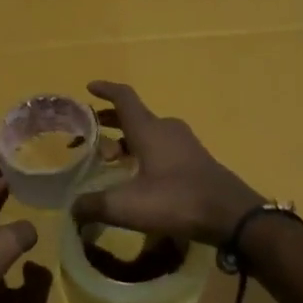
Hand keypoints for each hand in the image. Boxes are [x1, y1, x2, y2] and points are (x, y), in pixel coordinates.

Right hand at [71, 81, 262, 245]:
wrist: (231, 215)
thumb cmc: (176, 200)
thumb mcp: (127, 206)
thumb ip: (94, 206)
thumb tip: (72, 210)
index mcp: (149, 129)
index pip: (124, 98)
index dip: (105, 90)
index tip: (89, 88)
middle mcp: (166, 129)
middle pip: (134, 116)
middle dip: (110, 122)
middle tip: (89, 134)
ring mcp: (185, 144)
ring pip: (149, 132)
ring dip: (128, 140)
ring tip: (110, 159)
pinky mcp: (196, 161)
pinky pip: (163, 147)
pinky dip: (145, 152)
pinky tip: (139, 176)